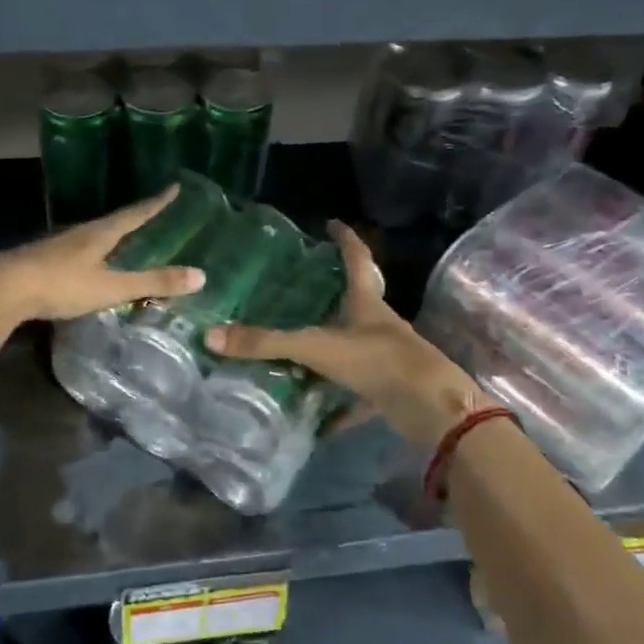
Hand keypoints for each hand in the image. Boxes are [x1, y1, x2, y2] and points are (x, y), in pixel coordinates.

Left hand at [0, 187, 205, 325]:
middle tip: (154, 214)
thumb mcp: (111, 286)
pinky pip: (78, 252)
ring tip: (126, 240)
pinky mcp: (43, 261)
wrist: (2, 289)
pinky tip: (91, 265)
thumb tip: (201, 275)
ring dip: (112, 236)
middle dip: (135, 218)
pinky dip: (94, 254)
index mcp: (100, 233)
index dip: (157, 202)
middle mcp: (80, 233)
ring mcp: (58, 246)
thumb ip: (152, 282)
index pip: (135, 213)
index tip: (174, 187)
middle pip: (114, 221)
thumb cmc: (60, 284)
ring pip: (93, 236)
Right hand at [206, 221, 493, 448]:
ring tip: (297, 355)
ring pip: (355, 350)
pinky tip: (317, 420)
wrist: (433, 410)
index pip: (357, 260)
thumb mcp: (317, 348)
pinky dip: (339, 407)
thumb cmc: (378, 361)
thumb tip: (211, 336)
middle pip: (357, 304)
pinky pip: (358, 396)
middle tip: (300, 293)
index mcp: (367, 304)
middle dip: (333, 297)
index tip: (332, 223)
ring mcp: (388, 360)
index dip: (345, 240)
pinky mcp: (391, 392)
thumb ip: (267, 343)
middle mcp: (380, 326)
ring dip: (331, 353)